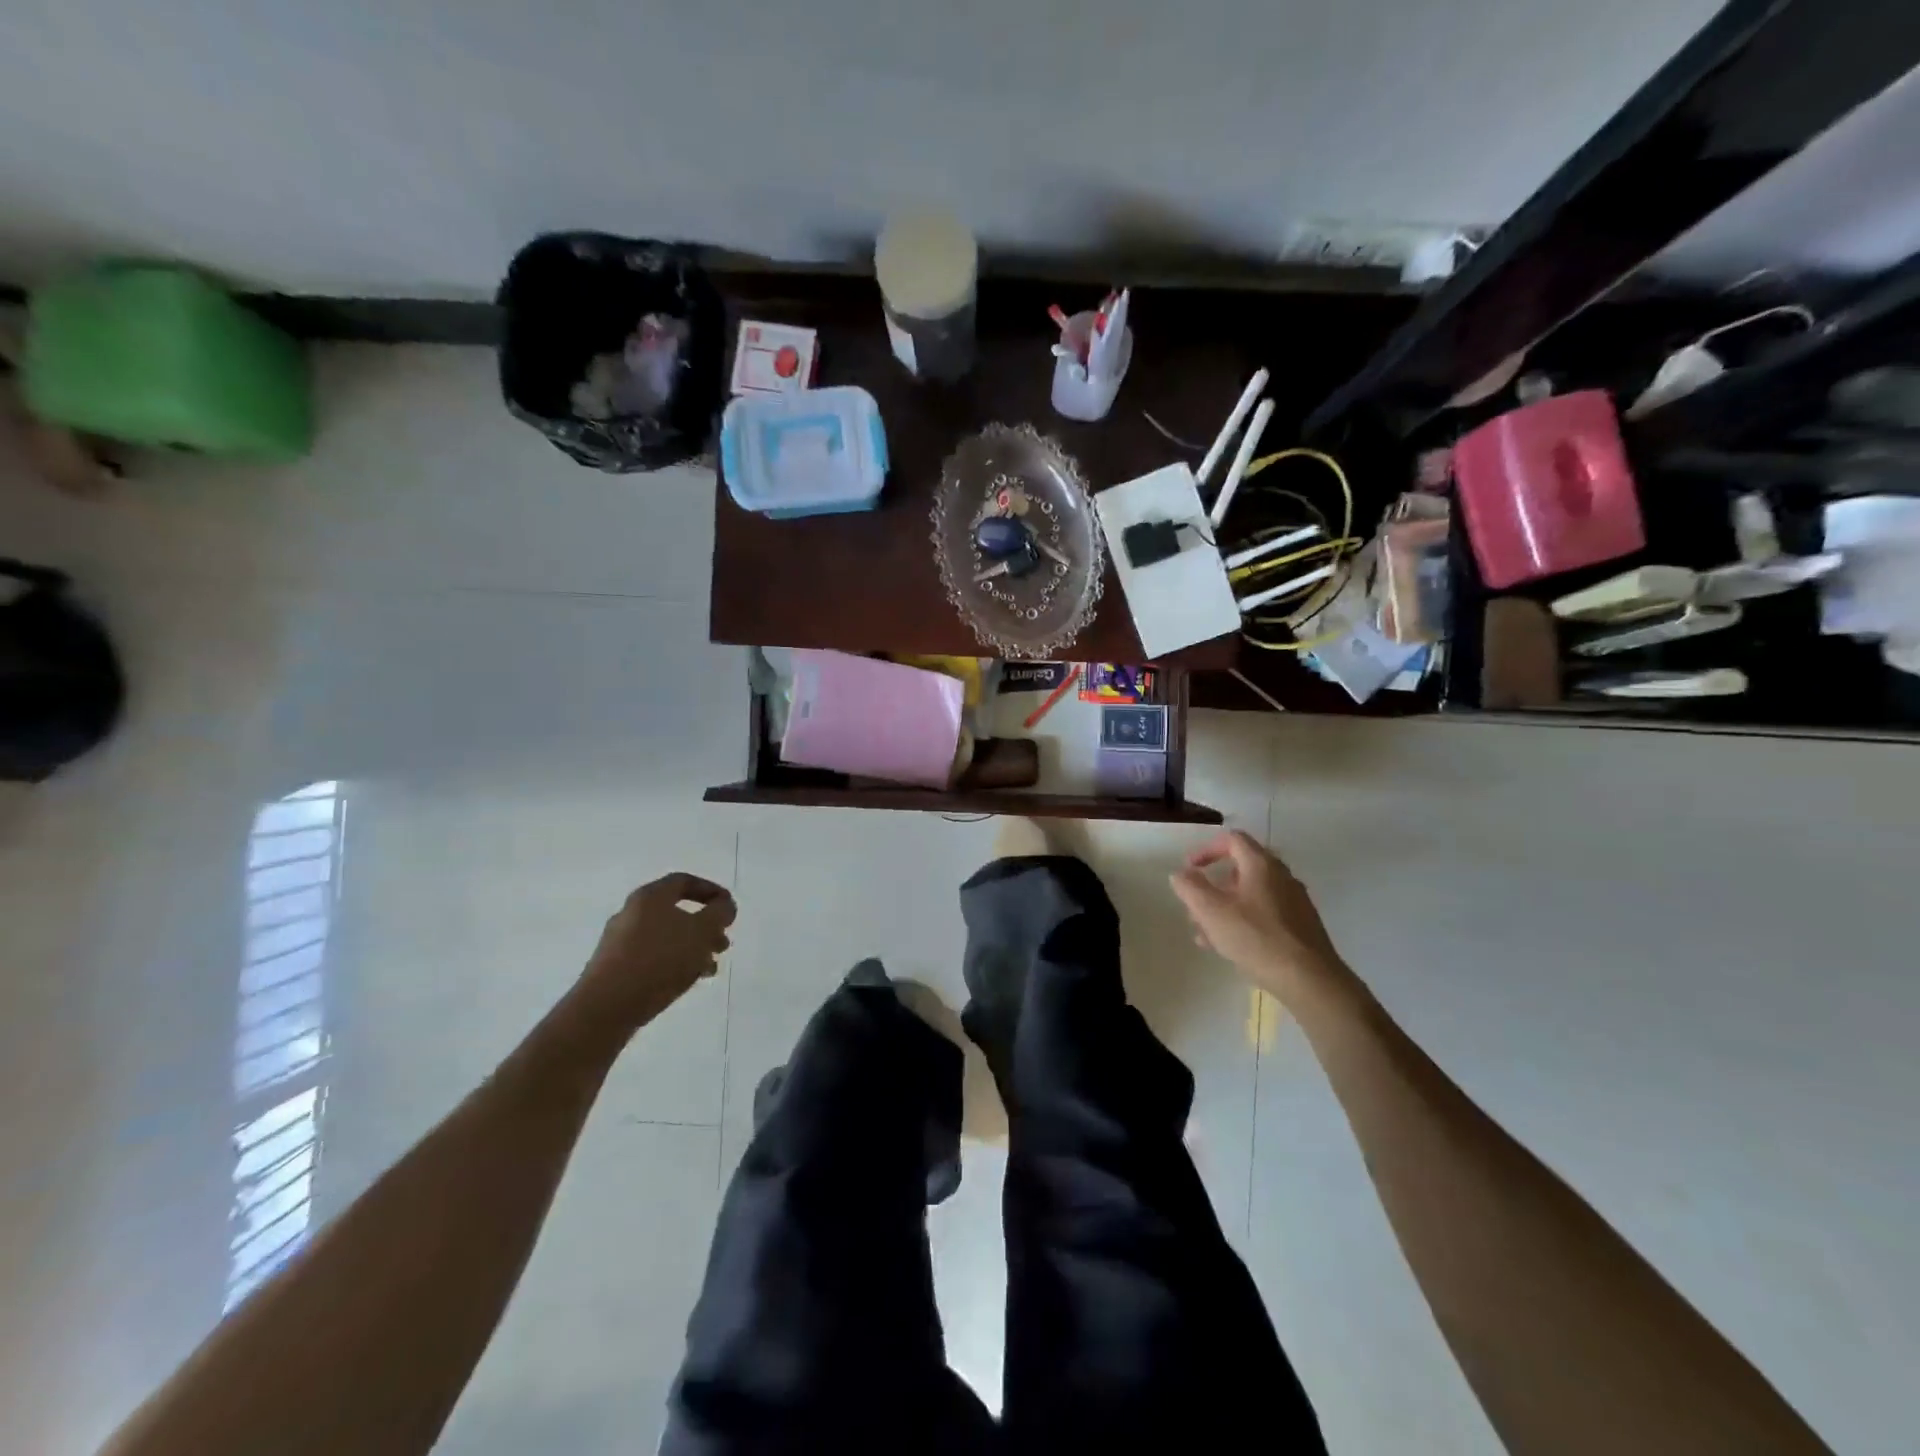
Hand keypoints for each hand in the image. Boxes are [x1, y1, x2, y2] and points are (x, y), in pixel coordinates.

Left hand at [575, 873, 736, 1032]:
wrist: (606, 1007)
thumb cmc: (659, 959)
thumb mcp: (701, 931)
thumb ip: (719, 913)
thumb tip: (725, 906)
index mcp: (650, 897)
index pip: (684, 882)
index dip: (711, 891)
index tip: (729, 908)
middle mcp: (632, 913)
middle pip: (676, 911)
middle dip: (705, 926)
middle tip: (723, 943)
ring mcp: (620, 941)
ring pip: (667, 937)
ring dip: (693, 948)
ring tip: (710, 967)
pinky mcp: (614, 967)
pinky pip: (652, 957)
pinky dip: (674, 963)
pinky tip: (688, 980)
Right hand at [1171, 832, 1350, 1006]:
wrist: (1310, 980)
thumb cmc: (1256, 938)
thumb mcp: (1211, 911)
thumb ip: (1190, 887)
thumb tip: (1181, 874)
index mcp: (1261, 865)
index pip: (1232, 840)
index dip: (1206, 850)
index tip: (1190, 869)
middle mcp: (1282, 877)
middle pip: (1241, 869)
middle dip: (1213, 886)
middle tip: (1195, 906)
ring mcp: (1294, 902)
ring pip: (1251, 896)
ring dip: (1225, 907)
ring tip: (1205, 933)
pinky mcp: (1301, 927)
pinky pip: (1265, 915)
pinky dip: (1243, 922)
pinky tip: (1229, 947)